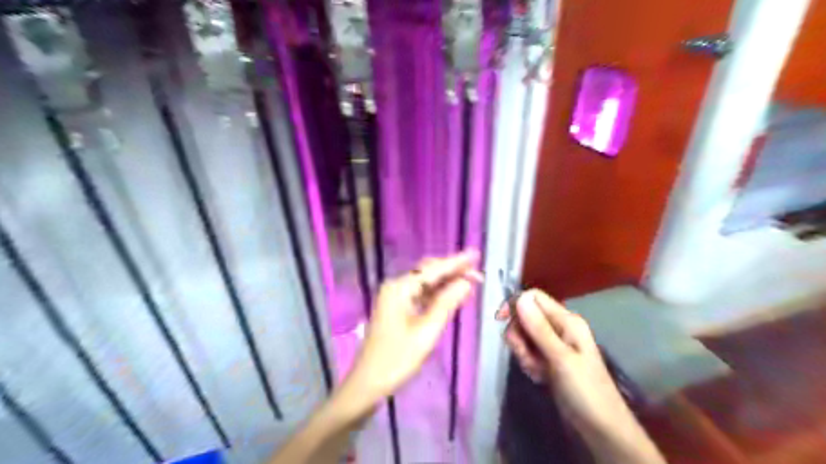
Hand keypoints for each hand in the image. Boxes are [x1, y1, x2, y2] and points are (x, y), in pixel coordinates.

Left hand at [343, 250, 484, 413]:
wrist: (368, 384)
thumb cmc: (397, 359)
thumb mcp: (427, 331)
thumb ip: (447, 303)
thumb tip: (466, 282)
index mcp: (400, 288)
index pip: (434, 269)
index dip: (457, 262)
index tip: (477, 254)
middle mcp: (396, 287)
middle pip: (429, 272)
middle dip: (453, 271)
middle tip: (478, 276)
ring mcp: (395, 297)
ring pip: (426, 283)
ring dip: (447, 282)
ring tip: (471, 284)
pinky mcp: (397, 309)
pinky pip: (421, 294)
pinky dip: (438, 294)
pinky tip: (453, 296)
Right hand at [503, 292, 633, 437]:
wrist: (602, 430)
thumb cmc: (586, 391)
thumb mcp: (560, 358)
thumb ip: (539, 328)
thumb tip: (520, 297)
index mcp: (566, 320)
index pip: (533, 298)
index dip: (515, 305)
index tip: (500, 321)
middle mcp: (559, 327)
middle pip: (525, 317)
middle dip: (519, 337)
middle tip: (528, 358)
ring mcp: (553, 345)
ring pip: (524, 336)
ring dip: (524, 353)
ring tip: (537, 372)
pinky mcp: (548, 360)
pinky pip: (529, 353)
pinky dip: (529, 364)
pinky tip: (540, 378)